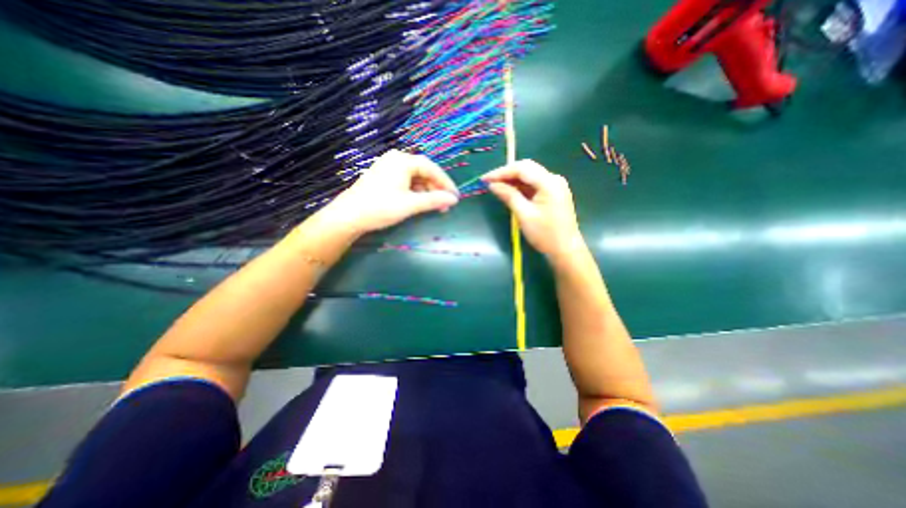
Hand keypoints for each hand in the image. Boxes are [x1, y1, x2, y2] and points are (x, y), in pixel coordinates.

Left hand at [317, 147, 461, 231]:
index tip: (455, 196)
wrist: (349, 216)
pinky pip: (406, 181)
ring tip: (434, 206)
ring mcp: (388, 167)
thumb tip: (453, 199)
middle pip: (423, 171)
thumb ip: (434, 200)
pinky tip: (420, 202)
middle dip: (436, 188)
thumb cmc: (380, 207)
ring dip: (426, 191)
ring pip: (415, 177)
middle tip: (445, 204)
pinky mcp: (384, 177)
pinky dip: (415, 192)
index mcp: (402, 161)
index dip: (445, 182)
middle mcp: (396, 159)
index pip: (431, 168)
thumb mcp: (410, 205)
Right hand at [480, 161, 586, 263]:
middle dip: (506, 174)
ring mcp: (555, 185)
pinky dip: (520, 187)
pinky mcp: (553, 193)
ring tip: (495, 186)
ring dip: (512, 180)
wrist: (566, 250)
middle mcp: (553, 179)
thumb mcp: (524, 215)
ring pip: (529, 176)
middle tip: (489, 182)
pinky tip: (509, 191)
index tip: (485, 179)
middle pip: (526, 169)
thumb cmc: (545, 234)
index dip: (501, 172)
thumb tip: (492, 185)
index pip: (522, 168)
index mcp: (549, 183)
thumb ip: (509, 196)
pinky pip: (534, 184)